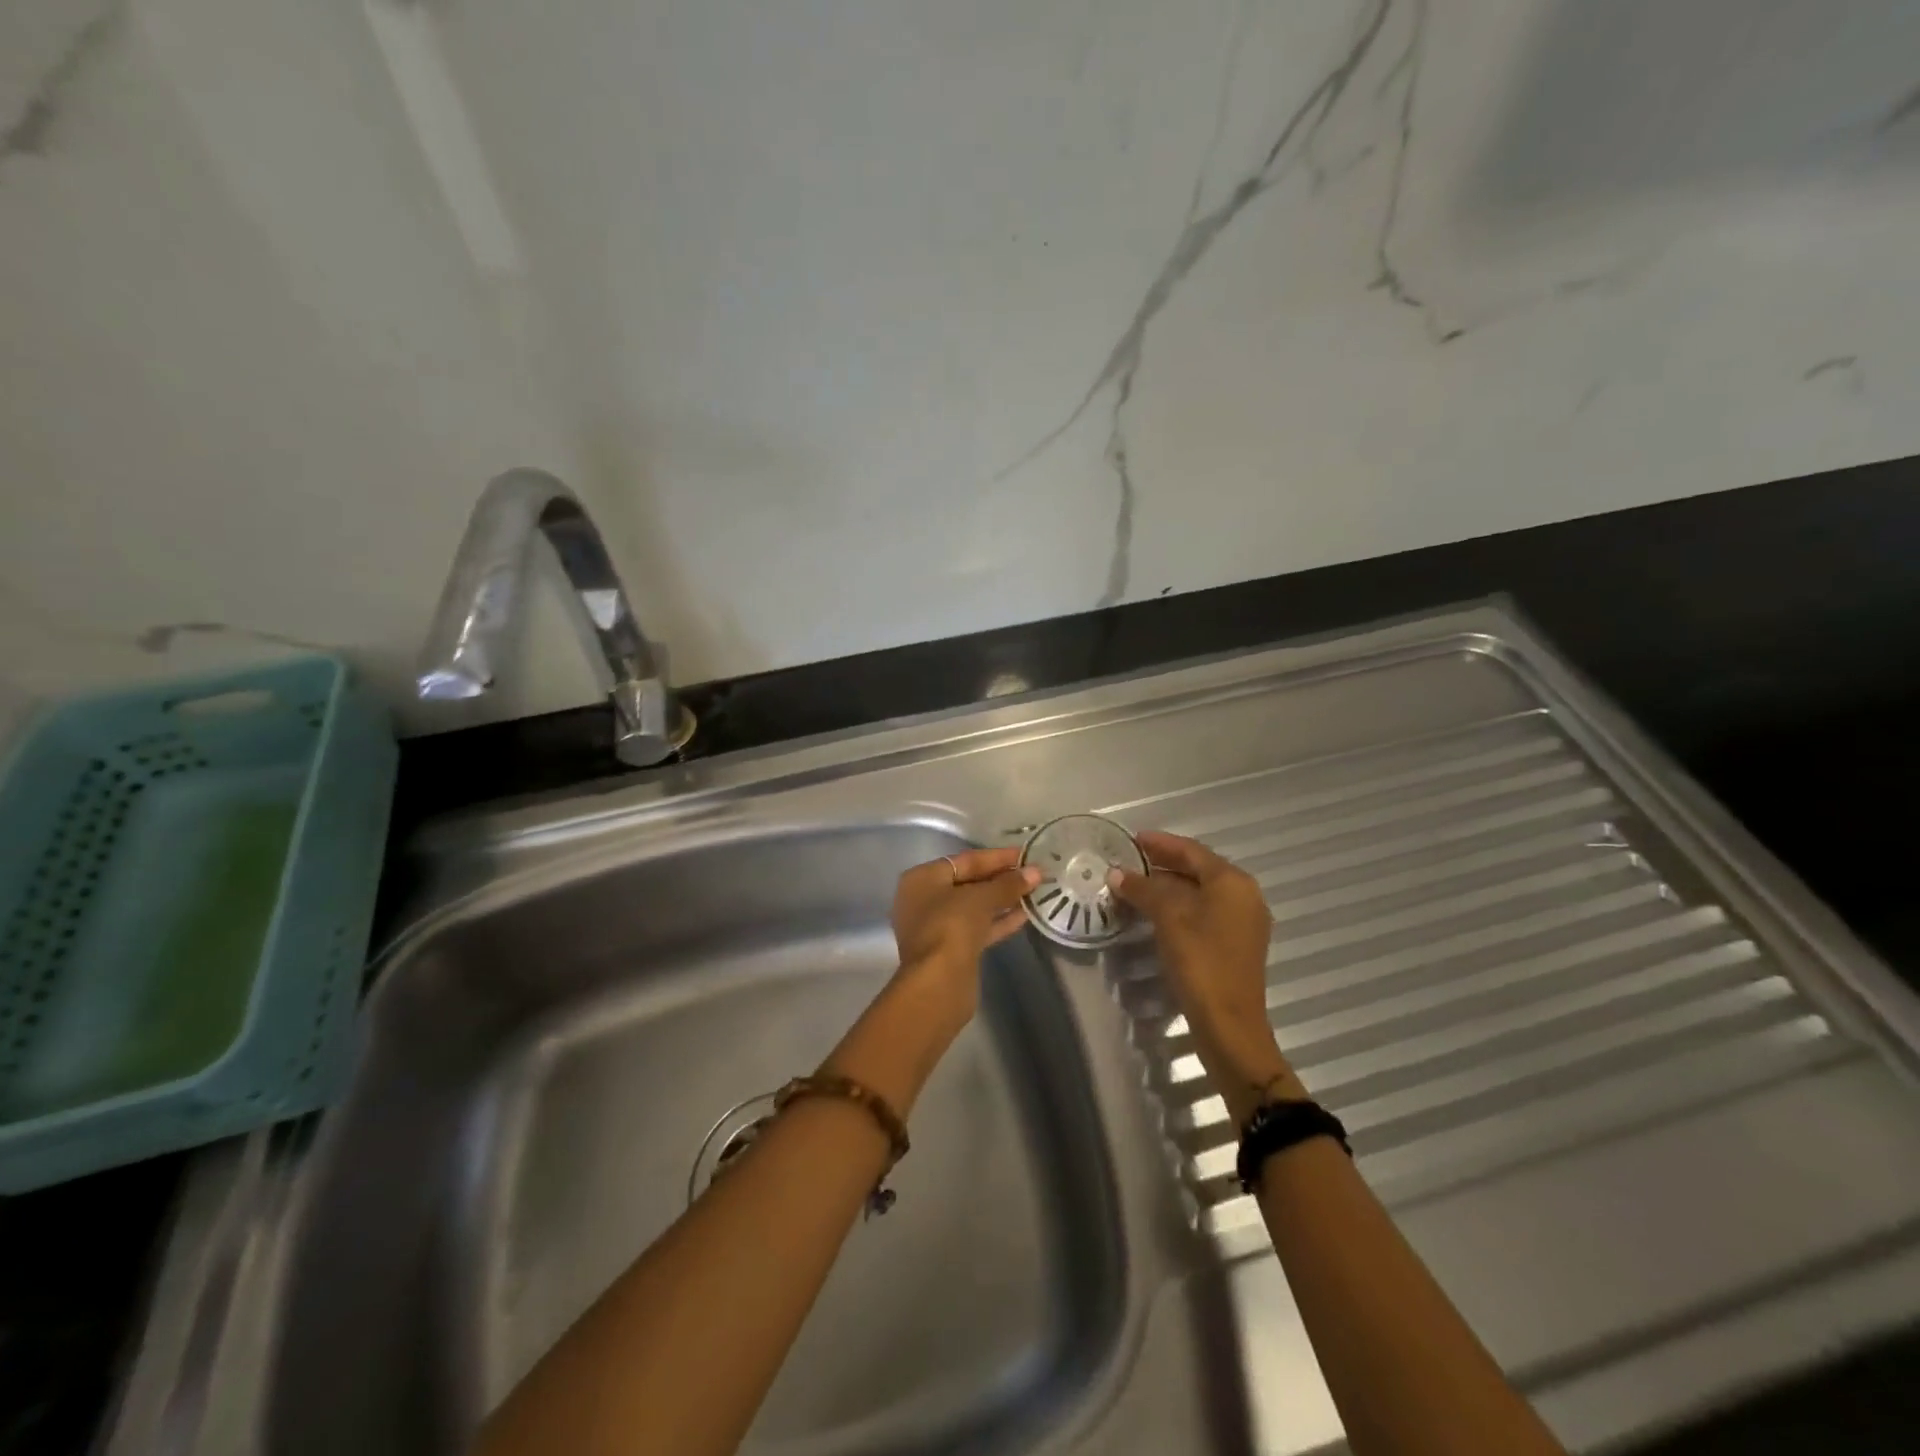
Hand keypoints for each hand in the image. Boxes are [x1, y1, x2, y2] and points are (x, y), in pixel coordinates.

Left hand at [887, 847, 1041, 1020]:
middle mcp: (925, 899)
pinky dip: (998, 920)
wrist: (938, 983)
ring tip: (1034, 891)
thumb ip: (1008, 884)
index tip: (1025, 854)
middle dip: (1001, 878)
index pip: (965, 860)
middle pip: (969, 882)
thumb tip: (1035, 872)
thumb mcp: (981, 898)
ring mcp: (937, 926)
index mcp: (922, 879)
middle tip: (1033, 873)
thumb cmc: (951, 926)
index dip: (997, 857)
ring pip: (974, 907)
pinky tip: (1025, 914)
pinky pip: (978, 927)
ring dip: (1003, 900)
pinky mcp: (951, 950)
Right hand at [1108, 831, 1297, 1122]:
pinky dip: (1179, 906)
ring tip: (1135, 885)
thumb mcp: (1169, 919)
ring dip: (1168, 886)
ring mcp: (1242, 922)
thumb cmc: (1201, 963)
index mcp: (1233, 882)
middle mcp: (1243, 896)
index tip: (1132, 839)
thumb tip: (1116, 873)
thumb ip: (1143, 890)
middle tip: (1129, 861)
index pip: (1192, 851)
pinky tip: (1154, 912)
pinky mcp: (1235, 944)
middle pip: (1198, 869)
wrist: (1229, 1025)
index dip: (1160, 843)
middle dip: (1163, 864)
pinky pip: (1204, 911)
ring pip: (1200, 892)